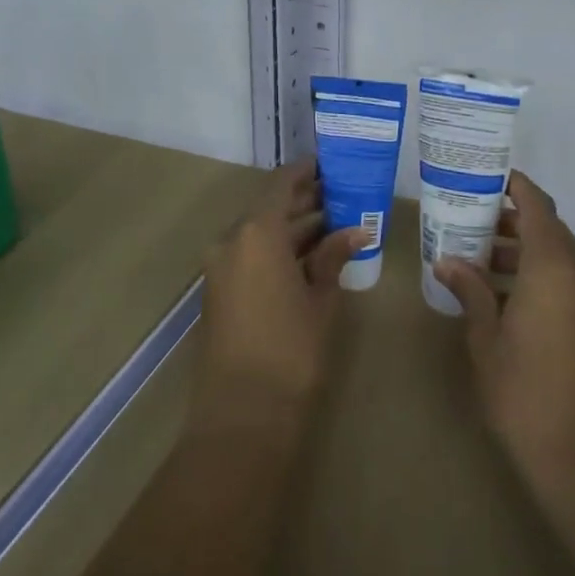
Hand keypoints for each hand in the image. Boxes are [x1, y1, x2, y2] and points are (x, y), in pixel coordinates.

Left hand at [194, 161, 365, 433]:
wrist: (242, 411)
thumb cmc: (290, 350)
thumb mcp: (320, 300)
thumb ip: (332, 258)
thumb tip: (355, 231)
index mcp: (256, 233)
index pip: (282, 185)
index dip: (306, 171)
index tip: (331, 164)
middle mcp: (232, 240)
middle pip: (270, 208)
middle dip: (305, 202)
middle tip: (342, 196)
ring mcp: (220, 265)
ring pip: (260, 232)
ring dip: (292, 228)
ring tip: (334, 224)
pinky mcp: (219, 288)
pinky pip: (250, 254)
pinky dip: (277, 249)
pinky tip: (309, 255)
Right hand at [436, 172, 574, 494]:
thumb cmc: (522, 390)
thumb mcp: (486, 337)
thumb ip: (470, 290)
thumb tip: (447, 261)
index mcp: (554, 268)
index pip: (538, 207)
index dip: (517, 187)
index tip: (489, 177)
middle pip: (549, 229)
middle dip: (512, 220)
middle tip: (471, 222)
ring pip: (560, 255)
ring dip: (525, 250)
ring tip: (481, 259)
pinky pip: (570, 280)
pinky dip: (540, 274)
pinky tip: (505, 295)